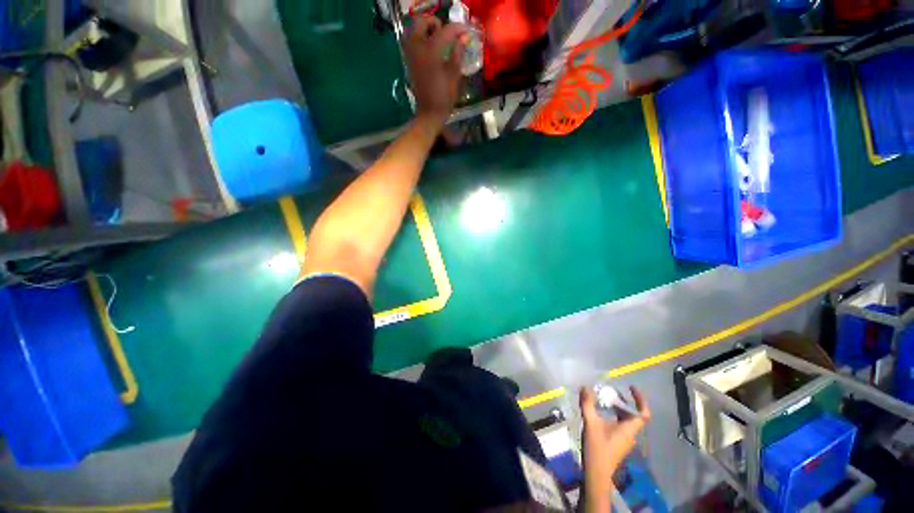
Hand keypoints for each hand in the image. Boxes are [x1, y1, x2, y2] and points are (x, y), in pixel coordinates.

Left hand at [403, 16, 466, 126]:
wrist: (429, 113)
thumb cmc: (444, 97)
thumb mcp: (454, 75)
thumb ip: (458, 53)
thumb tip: (464, 38)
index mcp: (431, 52)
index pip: (445, 31)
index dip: (457, 29)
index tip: (465, 32)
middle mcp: (417, 48)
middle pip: (422, 23)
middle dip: (435, 24)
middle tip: (446, 32)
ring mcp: (410, 55)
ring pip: (414, 31)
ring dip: (425, 30)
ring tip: (438, 40)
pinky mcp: (409, 62)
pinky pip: (411, 42)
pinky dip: (420, 40)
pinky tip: (431, 50)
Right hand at [579, 386, 650, 505]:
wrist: (596, 474)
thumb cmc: (597, 449)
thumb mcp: (591, 424)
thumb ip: (588, 405)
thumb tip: (585, 387)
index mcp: (629, 429)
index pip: (643, 414)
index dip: (641, 400)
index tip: (631, 388)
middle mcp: (630, 434)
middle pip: (633, 415)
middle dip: (624, 401)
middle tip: (610, 391)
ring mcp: (624, 440)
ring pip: (625, 420)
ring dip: (617, 408)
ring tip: (603, 400)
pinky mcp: (617, 444)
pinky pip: (619, 426)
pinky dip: (613, 416)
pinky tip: (600, 414)